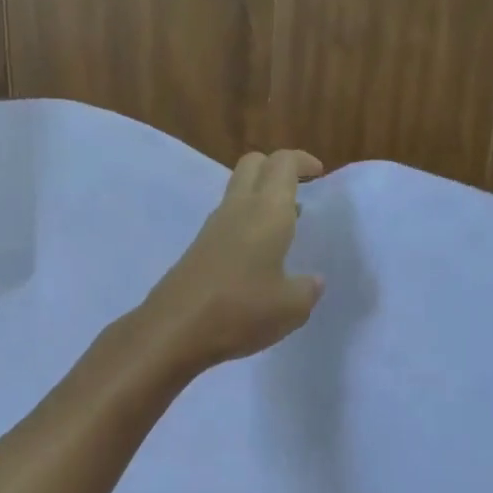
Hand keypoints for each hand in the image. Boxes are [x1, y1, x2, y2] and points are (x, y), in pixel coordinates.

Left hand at [140, 149, 324, 370]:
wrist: (174, 330)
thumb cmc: (241, 311)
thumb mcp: (291, 308)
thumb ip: (308, 290)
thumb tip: (311, 281)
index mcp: (267, 211)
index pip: (283, 163)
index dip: (303, 161)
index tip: (319, 174)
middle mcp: (238, 209)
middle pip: (253, 165)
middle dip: (276, 170)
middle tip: (298, 194)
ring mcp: (212, 229)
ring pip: (237, 194)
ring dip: (260, 201)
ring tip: (283, 232)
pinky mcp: (197, 251)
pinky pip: (226, 224)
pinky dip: (245, 227)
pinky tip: (256, 261)